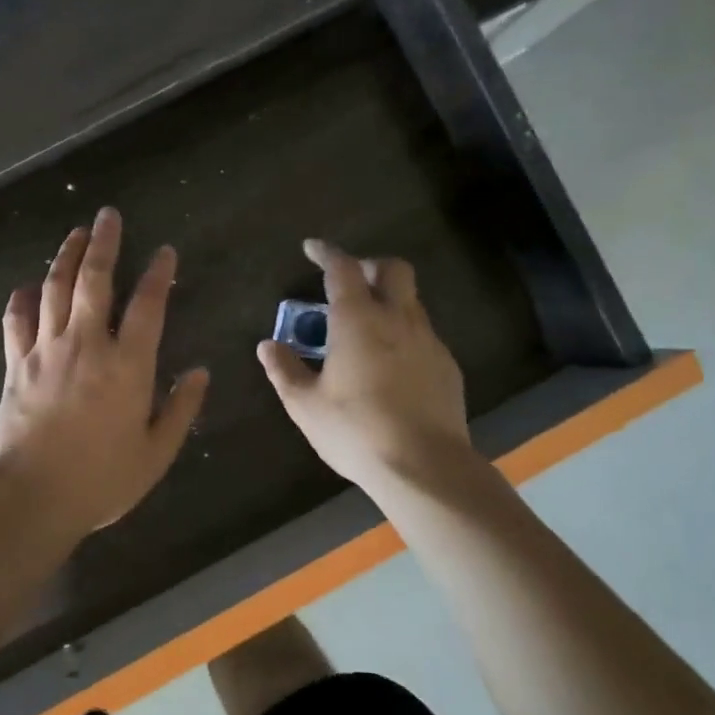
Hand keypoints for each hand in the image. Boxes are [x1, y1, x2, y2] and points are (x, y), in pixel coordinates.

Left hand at [0, 208, 209, 544]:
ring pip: (54, 290)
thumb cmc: (101, 480)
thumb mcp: (156, 453)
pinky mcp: (17, 365)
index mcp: (127, 365)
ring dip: (65, 258)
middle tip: (108, 216)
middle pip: (94, 280)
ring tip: (75, 234)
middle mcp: (86, 345)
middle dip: (103, 244)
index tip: (164, 252)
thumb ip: (181, 409)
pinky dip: (21, 300)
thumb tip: (199, 372)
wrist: (31, 497)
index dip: (158, 274)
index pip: (147, 305)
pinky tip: (26, 287)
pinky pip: (16, 321)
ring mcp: (46, 351)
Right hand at [257, 240, 473, 490]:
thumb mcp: (306, 405)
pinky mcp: (447, 366)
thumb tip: (267, 346)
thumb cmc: (356, 430)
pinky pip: (423, 335)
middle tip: (349, 283)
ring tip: (365, 330)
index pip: (343, 268)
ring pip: (411, 301)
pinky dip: (403, 334)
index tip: (312, 247)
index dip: (327, 252)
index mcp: (358, 320)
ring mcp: (428, 341)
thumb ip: (285, 370)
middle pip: (393, 269)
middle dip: (370, 265)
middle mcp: (398, 319)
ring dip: (388, 301)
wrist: (425, 466)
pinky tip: (390, 365)